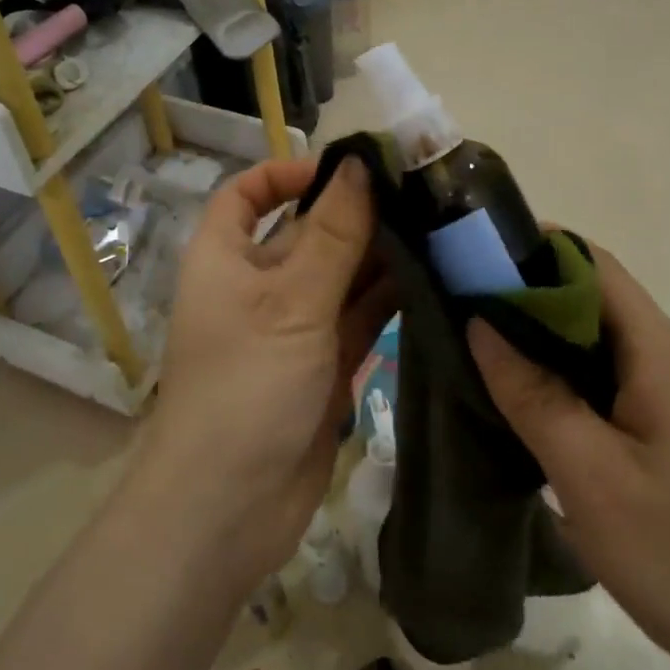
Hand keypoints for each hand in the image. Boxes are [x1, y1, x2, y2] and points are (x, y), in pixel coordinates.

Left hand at [140, 157, 395, 588]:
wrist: (231, 507)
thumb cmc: (246, 386)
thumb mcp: (290, 301)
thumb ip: (332, 234)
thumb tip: (361, 163)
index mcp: (225, 257)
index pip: (248, 193)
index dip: (289, 172)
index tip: (348, 168)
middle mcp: (258, 285)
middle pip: (308, 231)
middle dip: (358, 213)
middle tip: (425, 193)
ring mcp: (294, 326)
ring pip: (342, 275)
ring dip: (384, 255)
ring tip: (444, 228)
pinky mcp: (325, 363)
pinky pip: (360, 317)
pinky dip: (391, 299)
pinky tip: (437, 278)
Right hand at [467, 245, 669, 669]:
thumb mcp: (590, 474)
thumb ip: (532, 393)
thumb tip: (481, 324)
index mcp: (661, 350)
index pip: (592, 264)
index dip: (532, 249)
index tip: (471, 260)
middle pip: (595, 299)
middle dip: (527, 294)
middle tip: (459, 310)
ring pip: (603, 342)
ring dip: (544, 339)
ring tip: (481, 351)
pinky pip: (616, 380)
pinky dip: (568, 376)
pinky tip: (532, 404)